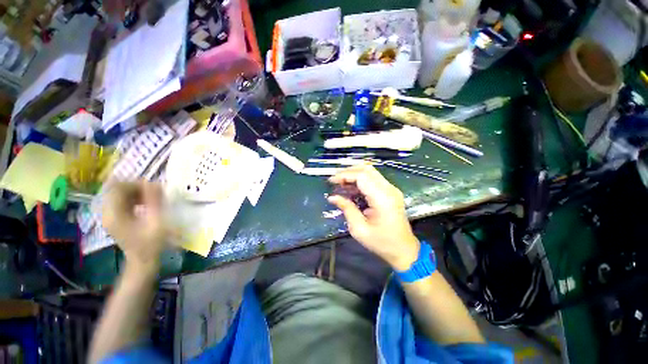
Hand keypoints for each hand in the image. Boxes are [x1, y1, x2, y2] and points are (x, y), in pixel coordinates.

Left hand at [102, 181, 166, 266]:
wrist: (143, 261)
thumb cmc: (152, 243)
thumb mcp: (157, 222)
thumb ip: (154, 202)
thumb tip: (153, 183)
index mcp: (114, 214)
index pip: (118, 188)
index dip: (135, 183)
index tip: (153, 187)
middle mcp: (107, 213)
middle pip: (117, 190)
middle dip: (136, 187)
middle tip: (154, 192)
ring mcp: (110, 216)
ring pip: (119, 194)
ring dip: (135, 192)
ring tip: (151, 197)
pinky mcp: (115, 218)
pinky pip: (121, 201)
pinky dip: (134, 198)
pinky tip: (145, 203)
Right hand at [328, 165, 419, 270]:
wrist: (404, 250)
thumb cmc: (381, 242)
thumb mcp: (359, 229)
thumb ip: (346, 209)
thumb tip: (332, 197)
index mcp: (382, 198)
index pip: (362, 176)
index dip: (345, 175)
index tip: (331, 181)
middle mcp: (389, 189)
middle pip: (367, 169)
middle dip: (348, 171)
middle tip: (335, 180)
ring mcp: (391, 189)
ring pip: (370, 172)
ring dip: (354, 175)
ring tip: (340, 183)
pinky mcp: (390, 192)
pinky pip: (374, 179)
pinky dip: (361, 180)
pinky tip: (351, 188)